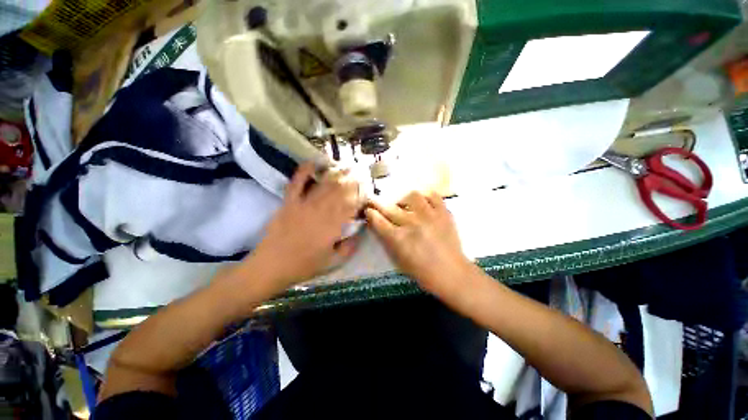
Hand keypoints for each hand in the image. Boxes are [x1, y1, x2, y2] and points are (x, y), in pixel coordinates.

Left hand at [250, 162, 361, 288]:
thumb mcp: (333, 262)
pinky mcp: (289, 202)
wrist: (272, 266)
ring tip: (347, 167)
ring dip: (337, 174)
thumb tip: (359, 233)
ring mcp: (303, 204)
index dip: (361, 197)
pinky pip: (297, 183)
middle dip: (352, 181)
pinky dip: (304, 171)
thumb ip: (349, 248)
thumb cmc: (304, 266)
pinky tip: (314, 162)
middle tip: (361, 173)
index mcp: (333, 226)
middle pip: (340, 191)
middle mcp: (321, 211)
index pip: (351, 206)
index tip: (367, 191)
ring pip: (324, 185)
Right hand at [365, 191, 473, 295]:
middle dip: (378, 203)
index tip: (368, 210)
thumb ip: (386, 240)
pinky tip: (422, 201)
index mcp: (399, 239)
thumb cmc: (422, 272)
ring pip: (411, 196)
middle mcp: (412, 223)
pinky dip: (425, 195)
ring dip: (403, 198)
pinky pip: (433, 195)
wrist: (452, 273)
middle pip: (389, 207)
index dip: (370, 213)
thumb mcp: (398, 260)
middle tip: (376, 201)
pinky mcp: (444, 213)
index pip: (378, 220)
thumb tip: (378, 224)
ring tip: (404, 203)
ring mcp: (429, 216)